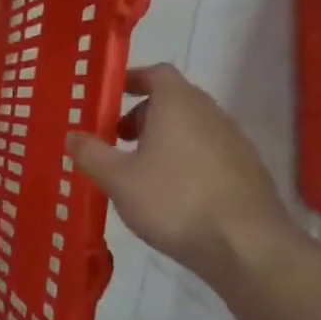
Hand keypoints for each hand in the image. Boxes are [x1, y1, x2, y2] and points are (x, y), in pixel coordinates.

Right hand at [66, 64, 293, 283]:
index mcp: (179, 105)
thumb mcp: (118, 179)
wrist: (247, 246)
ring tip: (139, 171)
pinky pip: (207, 152)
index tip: (107, 97)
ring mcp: (234, 142)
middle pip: (173, 100)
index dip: (131, 79)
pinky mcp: (246, 171)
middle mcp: (210, 113)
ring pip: (191, 127)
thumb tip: (72, 135)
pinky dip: (183, 159)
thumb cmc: (174, 201)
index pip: (156, 73)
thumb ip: (91, 153)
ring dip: (162, 139)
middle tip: (116, 139)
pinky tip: (170, 194)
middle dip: (141, 114)